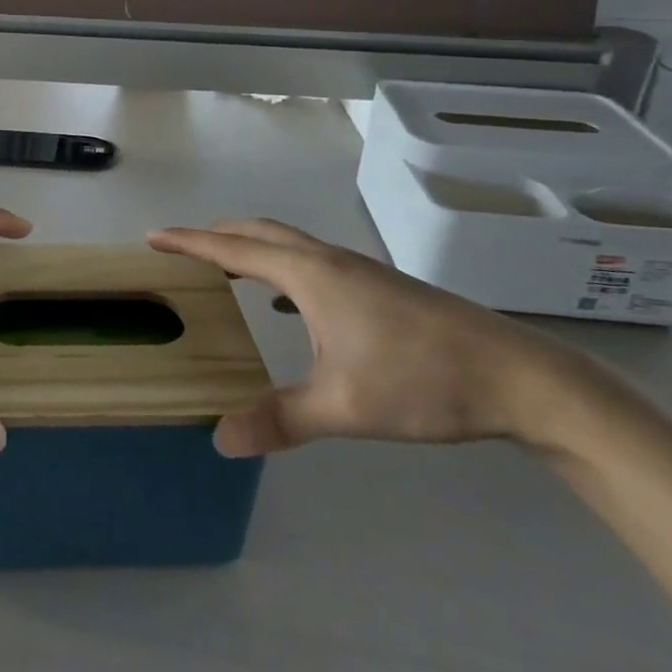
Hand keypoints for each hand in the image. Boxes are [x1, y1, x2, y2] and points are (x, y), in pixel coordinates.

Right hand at [148, 219, 571, 456]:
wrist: (517, 377)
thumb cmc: (422, 380)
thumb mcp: (344, 406)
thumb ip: (280, 420)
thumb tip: (220, 439)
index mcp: (311, 275)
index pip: (234, 248)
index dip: (190, 241)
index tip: (153, 236)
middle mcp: (330, 261)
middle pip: (261, 232)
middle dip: (218, 235)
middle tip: (183, 249)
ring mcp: (359, 272)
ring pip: (290, 246)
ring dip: (252, 249)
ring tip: (226, 270)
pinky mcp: (380, 288)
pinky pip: (313, 264)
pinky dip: (283, 271)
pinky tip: (289, 309)